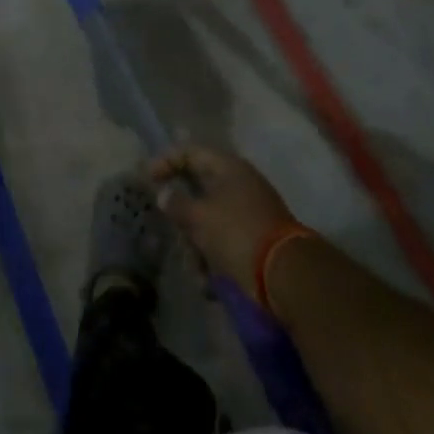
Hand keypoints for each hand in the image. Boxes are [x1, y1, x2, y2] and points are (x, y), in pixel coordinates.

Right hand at [147, 147, 297, 299]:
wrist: (285, 275)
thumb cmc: (237, 233)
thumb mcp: (199, 217)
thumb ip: (176, 204)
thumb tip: (163, 194)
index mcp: (229, 168)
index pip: (190, 152)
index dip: (166, 162)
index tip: (147, 181)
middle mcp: (240, 185)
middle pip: (198, 191)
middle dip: (182, 218)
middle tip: (173, 232)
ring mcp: (249, 213)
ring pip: (208, 222)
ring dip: (196, 246)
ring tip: (195, 268)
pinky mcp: (254, 240)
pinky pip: (223, 243)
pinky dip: (212, 260)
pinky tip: (208, 282)